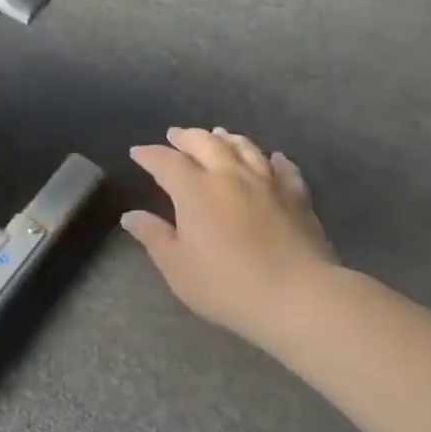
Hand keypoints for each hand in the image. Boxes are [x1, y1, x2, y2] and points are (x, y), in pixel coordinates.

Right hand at [123, 127, 337, 340]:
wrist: (299, 297)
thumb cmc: (227, 285)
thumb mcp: (178, 267)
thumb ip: (154, 237)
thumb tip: (130, 216)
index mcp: (195, 190)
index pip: (166, 161)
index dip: (149, 155)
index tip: (137, 153)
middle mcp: (229, 175)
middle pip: (205, 143)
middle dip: (187, 137)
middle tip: (175, 135)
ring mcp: (267, 182)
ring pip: (244, 148)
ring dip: (226, 139)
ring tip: (218, 134)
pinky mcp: (297, 197)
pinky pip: (284, 169)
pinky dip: (274, 160)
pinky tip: (273, 158)